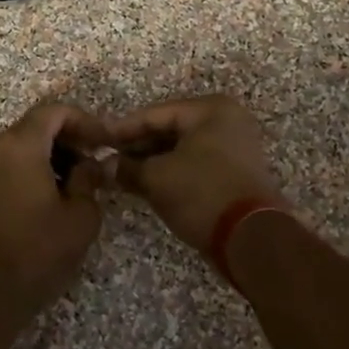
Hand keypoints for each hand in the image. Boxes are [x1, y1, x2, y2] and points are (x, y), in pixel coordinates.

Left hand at [0, 102, 109, 329]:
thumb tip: (95, 161)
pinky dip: (32, 163)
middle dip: (69, 137)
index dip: (85, 121)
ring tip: (79, 178)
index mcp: (18, 146)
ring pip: (22, 140)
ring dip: (52, 151)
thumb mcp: (81, 215)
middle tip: (96, 160)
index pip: (54, 112)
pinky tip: (53, 188)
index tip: (106, 143)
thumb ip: (90, 177)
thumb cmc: (40, 252)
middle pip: (37, 124)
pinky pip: (9, 157)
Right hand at [111, 95, 285, 250]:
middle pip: (170, 130)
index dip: (122, 129)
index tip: (97, 140)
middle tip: (106, 159)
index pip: (155, 114)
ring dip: (151, 162)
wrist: (251, 238)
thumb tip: (104, 166)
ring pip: (181, 149)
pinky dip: (170, 173)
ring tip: (120, 174)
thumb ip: (127, 168)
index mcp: (210, 110)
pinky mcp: (235, 174)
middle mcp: (226, 122)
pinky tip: (144, 184)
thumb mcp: (156, 178)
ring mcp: (235, 148)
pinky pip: (194, 165)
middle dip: (137, 146)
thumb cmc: (201, 193)